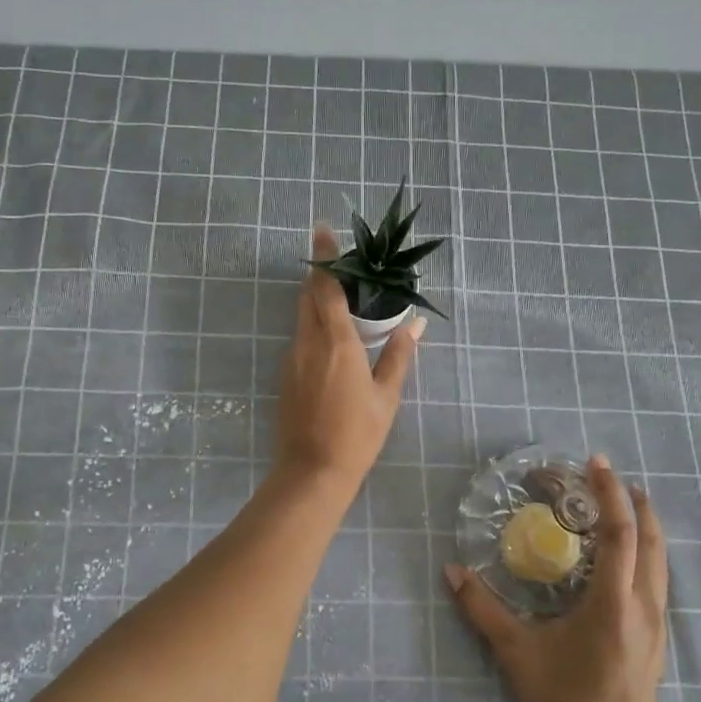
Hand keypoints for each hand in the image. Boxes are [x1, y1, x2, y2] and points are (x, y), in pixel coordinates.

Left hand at [273, 225, 421, 494]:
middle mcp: (308, 342)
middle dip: (321, 274)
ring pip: (302, 316)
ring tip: (342, 296)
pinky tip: (332, 337)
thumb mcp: (386, 397)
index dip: (325, 256)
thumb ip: (398, 356)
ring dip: (317, 299)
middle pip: (308, 296)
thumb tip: (415, 326)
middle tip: (342, 263)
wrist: (312, 472)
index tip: (323, 229)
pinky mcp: (285, 375)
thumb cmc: (357, 435)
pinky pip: (300, 337)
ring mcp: (292, 359)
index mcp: (336, 342)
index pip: (326, 287)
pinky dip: (314, 324)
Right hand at [445, 455, 669, 701]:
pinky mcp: (657, 636)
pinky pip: (657, 578)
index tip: (597, 465)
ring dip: (645, 525)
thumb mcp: (517, 654)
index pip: (619, 535)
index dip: (609, 495)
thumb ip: (482, 610)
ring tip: (623, 504)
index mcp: (613, 604)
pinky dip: (646, 551)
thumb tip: (451, 571)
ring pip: (660, 560)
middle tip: (611, 477)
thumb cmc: (564, 700)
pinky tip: (626, 554)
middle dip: (635, 502)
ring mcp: (656, 622)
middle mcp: (643, 605)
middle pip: (651, 540)